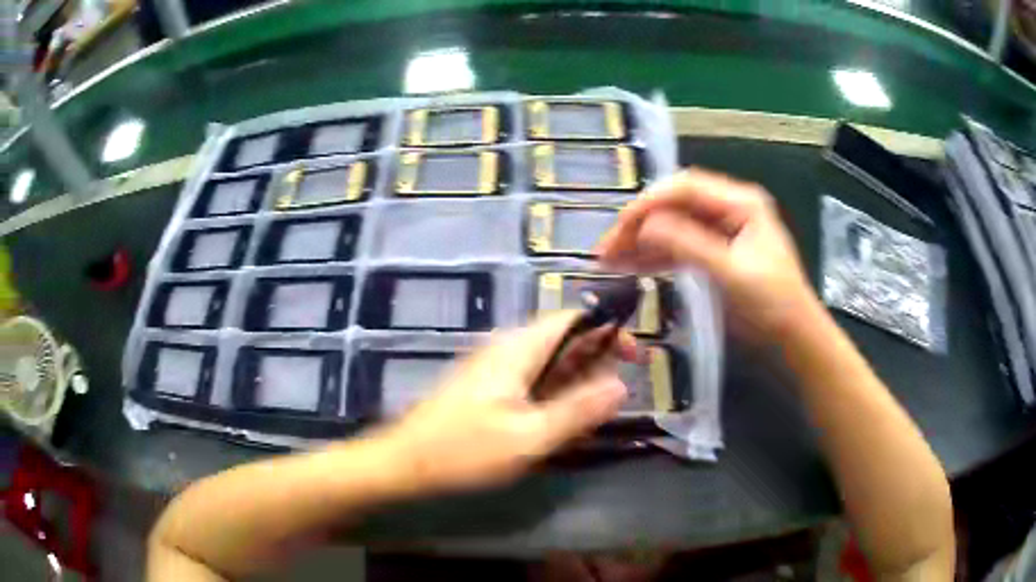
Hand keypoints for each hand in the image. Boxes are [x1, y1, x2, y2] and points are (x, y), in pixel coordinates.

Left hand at [377, 312, 635, 493]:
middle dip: (596, 358)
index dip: (608, 330)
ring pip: (547, 361)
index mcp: (517, 349)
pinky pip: (530, 378)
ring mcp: (492, 367)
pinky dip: (554, 390)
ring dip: (576, 378)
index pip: (572, 319)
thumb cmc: (465, 450)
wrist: (405, 462)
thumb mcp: (529, 437)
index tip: (636, 356)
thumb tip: (622, 385)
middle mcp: (505, 348)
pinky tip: (558, 418)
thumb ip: (577, 410)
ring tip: (595, 409)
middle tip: (618, 392)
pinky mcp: (484, 387)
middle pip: (561, 338)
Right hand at [596, 167, 818, 337]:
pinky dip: (655, 257)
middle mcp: (728, 209)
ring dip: (641, 242)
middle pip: (674, 205)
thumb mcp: (733, 274)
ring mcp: (721, 230)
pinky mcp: (715, 252)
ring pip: (673, 226)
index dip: (648, 203)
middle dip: (639, 224)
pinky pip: (680, 247)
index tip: (619, 228)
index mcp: (740, 203)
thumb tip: (645, 225)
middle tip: (606, 250)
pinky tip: (631, 268)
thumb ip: (690, 245)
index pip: (685, 188)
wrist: (795, 338)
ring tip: (609, 262)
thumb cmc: (774, 305)